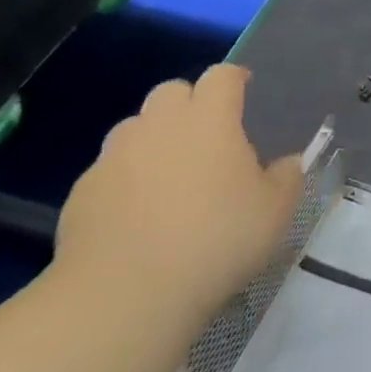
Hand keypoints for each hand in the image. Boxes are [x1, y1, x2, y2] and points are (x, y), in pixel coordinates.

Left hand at [55, 65, 303, 325]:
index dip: (234, 78)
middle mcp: (160, 125)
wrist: (124, 296)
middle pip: (172, 91)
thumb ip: (287, 178)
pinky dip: (124, 180)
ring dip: (153, 138)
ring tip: (168, 175)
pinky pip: (108, 170)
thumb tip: (287, 163)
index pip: (221, 75)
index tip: (245, 90)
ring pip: (135, 127)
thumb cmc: (215, 241)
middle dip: (190, 103)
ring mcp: (115, 156)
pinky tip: (135, 216)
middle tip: (207, 136)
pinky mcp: (82, 192)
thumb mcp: (275, 213)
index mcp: (210, 119)